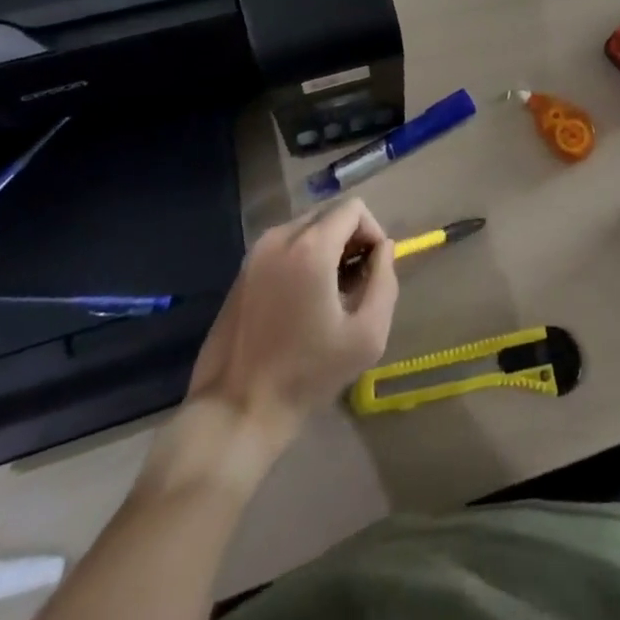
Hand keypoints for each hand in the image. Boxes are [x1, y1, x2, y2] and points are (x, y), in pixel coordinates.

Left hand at [184, 198, 397, 442]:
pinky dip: (302, 258)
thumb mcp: (367, 335)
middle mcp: (280, 237)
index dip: (372, 233)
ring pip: (306, 228)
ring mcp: (256, 252)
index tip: (373, 272)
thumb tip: (384, 249)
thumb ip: (385, 281)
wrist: (235, 411)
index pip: (354, 208)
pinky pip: (284, 246)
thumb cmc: (306, 375)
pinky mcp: (242, 270)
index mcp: (310, 247)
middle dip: (350, 240)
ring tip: (329, 295)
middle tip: (354, 285)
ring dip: (326, 249)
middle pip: (329, 214)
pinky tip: (302, 302)